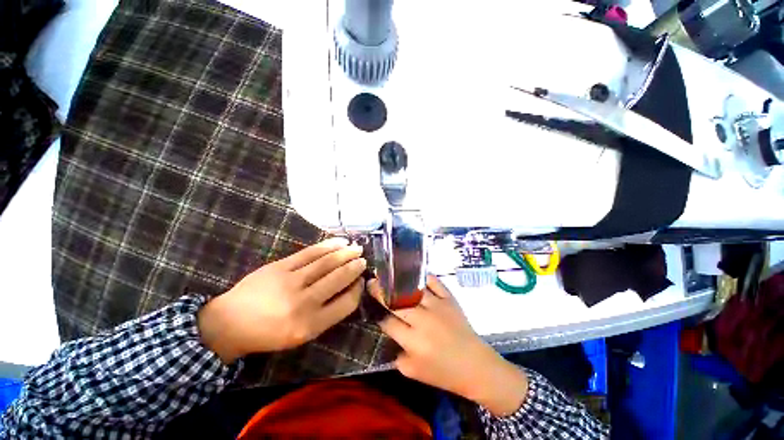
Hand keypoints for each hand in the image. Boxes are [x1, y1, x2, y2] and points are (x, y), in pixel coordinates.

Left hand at [198, 238, 365, 363]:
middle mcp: (303, 303)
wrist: (231, 322)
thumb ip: (328, 313)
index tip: (362, 281)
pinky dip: (328, 246)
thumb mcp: (302, 334)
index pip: (346, 303)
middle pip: (338, 279)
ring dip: (345, 253)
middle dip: (354, 267)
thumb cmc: (270, 333)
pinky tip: (339, 242)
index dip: (358, 290)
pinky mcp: (280, 266)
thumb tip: (350, 289)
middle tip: (363, 259)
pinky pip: (310, 253)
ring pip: (326, 263)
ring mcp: (290, 281)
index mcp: (310, 325)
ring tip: (357, 248)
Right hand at [370, 275, 528, 416]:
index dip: (377, 313)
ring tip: (389, 275)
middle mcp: (422, 319)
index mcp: (413, 340)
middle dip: (381, 292)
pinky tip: (414, 274)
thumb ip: (396, 355)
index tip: (371, 303)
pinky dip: (423, 277)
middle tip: (372, 282)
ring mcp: (437, 305)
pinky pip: (434, 282)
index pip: (388, 321)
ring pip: (412, 289)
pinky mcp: (449, 299)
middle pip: (396, 302)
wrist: (475, 366)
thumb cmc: (444, 373)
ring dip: (398, 282)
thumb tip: (389, 333)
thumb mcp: (413, 373)